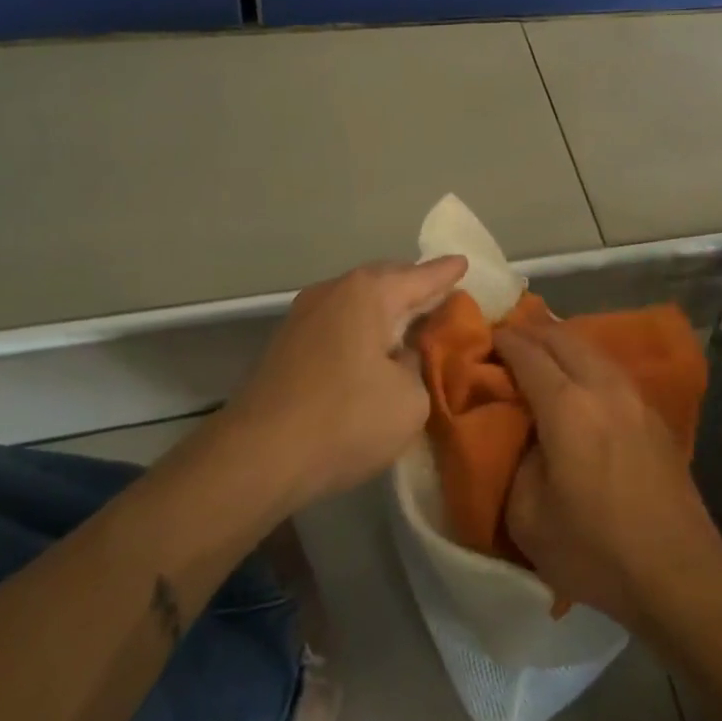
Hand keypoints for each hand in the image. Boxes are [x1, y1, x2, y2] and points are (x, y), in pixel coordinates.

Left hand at [226, 257, 466, 505]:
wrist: (258, 457)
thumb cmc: (346, 420)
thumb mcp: (410, 399)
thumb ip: (417, 366)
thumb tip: (400, 356)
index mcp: (369, 293)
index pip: (421, 276)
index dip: (446, 273)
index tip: (464, 262)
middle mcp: (334, 291)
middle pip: (385, 280)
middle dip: (414, 287)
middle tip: (441, 298)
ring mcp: (303, 315)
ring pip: (357, 301)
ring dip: (384, 310)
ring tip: (409, 325)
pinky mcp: (286, 343)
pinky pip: (337, 322)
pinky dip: (361, 328)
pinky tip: (371, 350)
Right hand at [499, 322, 721, 630]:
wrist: (678, 572)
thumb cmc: (596, 550)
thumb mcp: (528, 518)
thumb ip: (517, 463)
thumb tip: (528, 435)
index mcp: (567, 407)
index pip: (528, 353)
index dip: (504, 340)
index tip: (485, 337)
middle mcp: (602, 387)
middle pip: (563, 337)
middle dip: (532, 331)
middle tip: (509, 338)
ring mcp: (634, 397)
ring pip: (592, 349)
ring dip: (562, 342)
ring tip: (542, 351)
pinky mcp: (654, 414)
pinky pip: (611, 369)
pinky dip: (586, 361)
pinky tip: (580, 378)